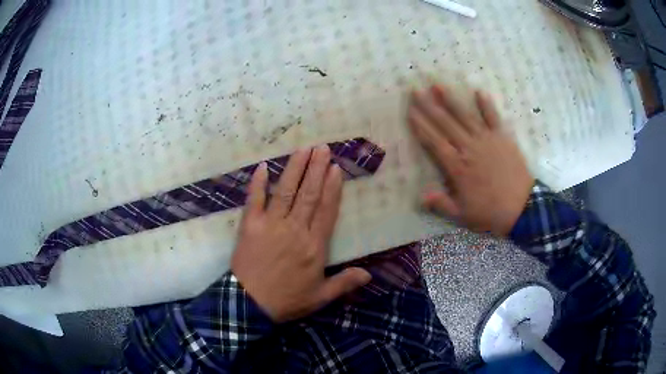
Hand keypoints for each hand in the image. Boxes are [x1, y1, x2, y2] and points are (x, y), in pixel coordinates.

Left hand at [231, 145, 371, 322]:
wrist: (250, 304)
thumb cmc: (287, 300)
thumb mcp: (320, 297)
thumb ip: (344, 283)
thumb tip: (369, 274)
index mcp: (314, 246)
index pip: (326, 210)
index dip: (332, 187)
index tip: (336, 167)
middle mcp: (294, 229)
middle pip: (309, 194)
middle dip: (316, 169)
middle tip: (322, 147)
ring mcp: (270, 225)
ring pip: (286, 191)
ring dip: (295, 169)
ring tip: (303, 149)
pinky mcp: (250, 226)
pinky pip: (254, 200)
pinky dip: (258, 183)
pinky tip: (264, 167)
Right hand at [408, 85, 533, 235]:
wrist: (522, 209)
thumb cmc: (491, 213)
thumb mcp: (463, 215)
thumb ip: (442, 204)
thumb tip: (421, 196)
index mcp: (457, 167)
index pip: (434, 142)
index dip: (421, 126)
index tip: (410, 112)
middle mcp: (469, 148)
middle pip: (445, 124)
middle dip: (429, 106)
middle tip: (415, 90)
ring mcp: (487, 140)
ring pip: (465, 116)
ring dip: (450, 100)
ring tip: (437, 85)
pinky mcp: (503, 138)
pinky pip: (493, 118)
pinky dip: (486, 105)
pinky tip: (478, 91)